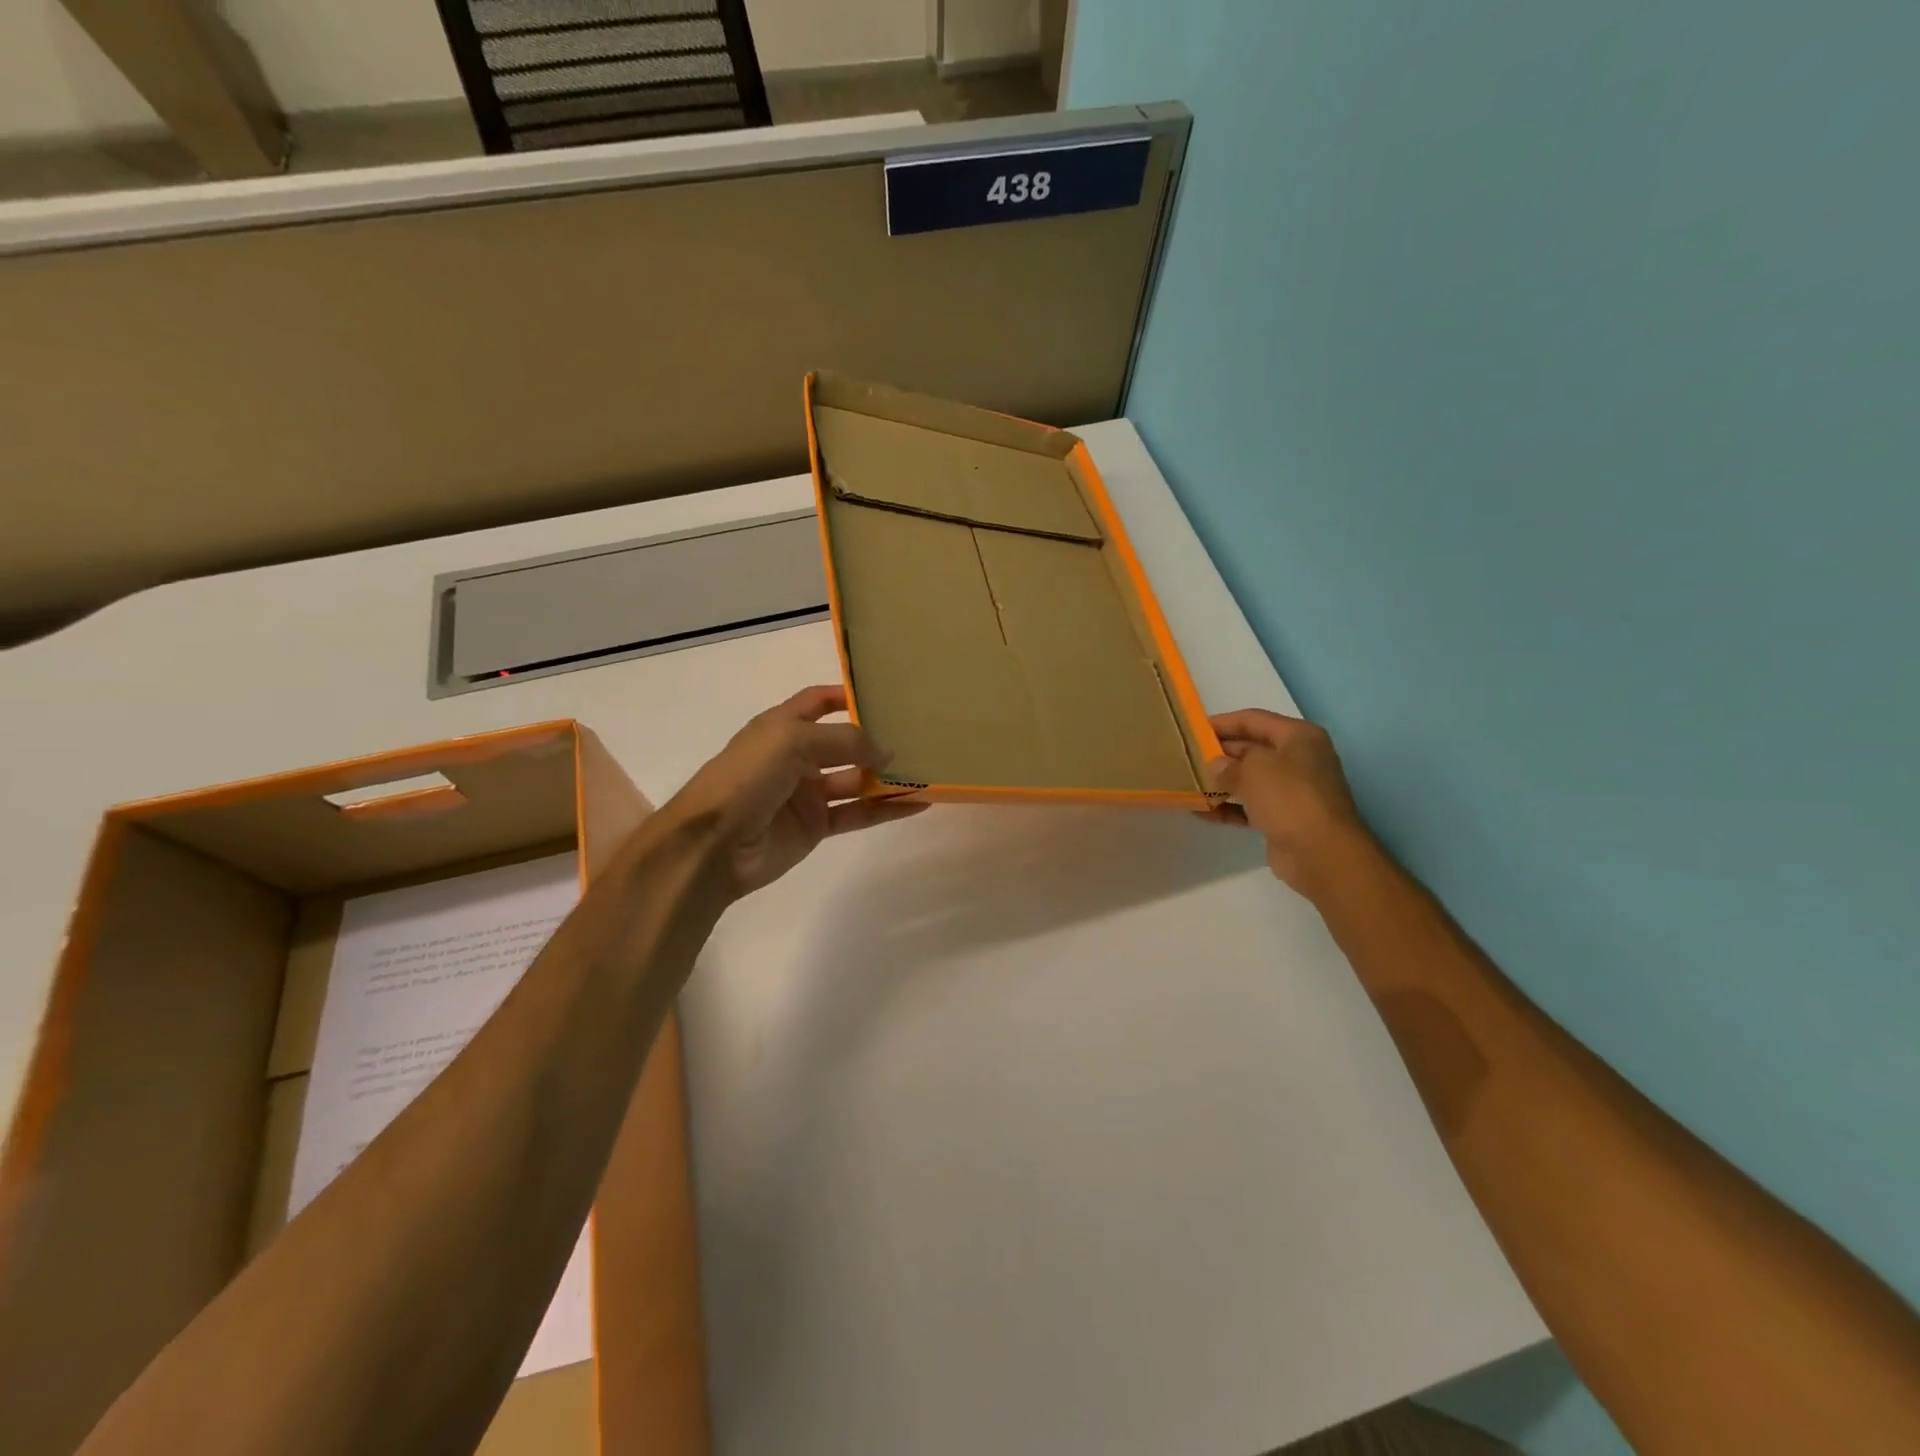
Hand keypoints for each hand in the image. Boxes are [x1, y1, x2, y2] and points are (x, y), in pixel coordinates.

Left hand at [668, 686, 927, 897]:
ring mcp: (806, 793)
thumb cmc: (747, 777)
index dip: (847, 695)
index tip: (885, 694)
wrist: (713, 844)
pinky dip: (885, 809)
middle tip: (918, 735)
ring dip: (887, 777)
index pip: (818, 702)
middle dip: (876, 740)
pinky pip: (857, 813)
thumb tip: (887, 752)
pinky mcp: (815, 826)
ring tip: (927, 770)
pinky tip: (916, 804)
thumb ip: (844, 741)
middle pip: (843, 742)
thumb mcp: (793, 742)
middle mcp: (795, 756)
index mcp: (781, 726)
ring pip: (855, 780)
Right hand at [1203, 709, 1368, 894]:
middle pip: (1251, 749)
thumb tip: (1215, 765)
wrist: (1321, 853)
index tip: (1192, 729)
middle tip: (1187, 757)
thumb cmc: (1289, 798)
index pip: (1253, 720)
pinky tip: (1201, 811)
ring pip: (1249, 779)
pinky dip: (1228, 808)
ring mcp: (1292, 791)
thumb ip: (1228, 763)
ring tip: (1188, 782)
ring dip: (1221, 782)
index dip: (1222, 722)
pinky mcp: (1284, 818)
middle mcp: (1298, 759)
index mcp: (1298, 737)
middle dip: (1220, 753)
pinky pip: (1249, 806)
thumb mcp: (1254, 770)